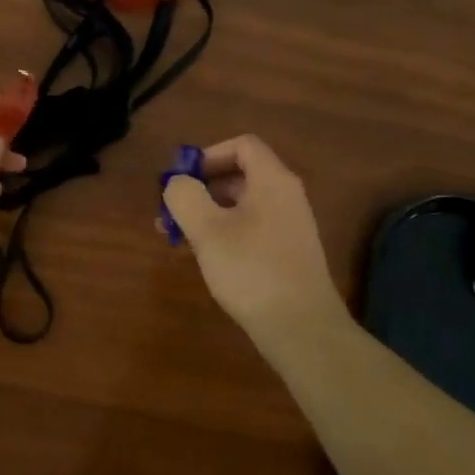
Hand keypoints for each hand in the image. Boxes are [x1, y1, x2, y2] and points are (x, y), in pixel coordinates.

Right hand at [163, 135, 347, 340]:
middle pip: (240, 174)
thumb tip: (178, 183)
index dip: (208, 155)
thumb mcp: (208, 231)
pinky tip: (207, 257)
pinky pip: (252, 227)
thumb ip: (186, 196)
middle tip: (171, 212)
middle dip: (201, 188)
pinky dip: (226, 232)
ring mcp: (290, 226)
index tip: (182, 180)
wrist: (302, 329)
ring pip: (243, 205)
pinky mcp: (288, 253)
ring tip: (179, 238)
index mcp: (272, 180)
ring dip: (209, 213)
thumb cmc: (252, 271)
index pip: (242, 145)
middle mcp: (286, 196)